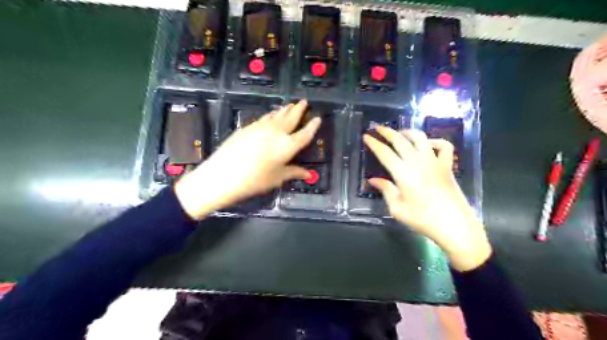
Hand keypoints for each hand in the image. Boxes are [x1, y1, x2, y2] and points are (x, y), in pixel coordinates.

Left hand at [175, 98, 318, 220]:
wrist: (223, 175)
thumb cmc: (255, 180)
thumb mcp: (277, 178)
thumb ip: (294, 172)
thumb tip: (309, 174)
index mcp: (287, 146)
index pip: (305, 134)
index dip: (313, 126)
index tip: (318, 118)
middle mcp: (277, 132)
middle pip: (291, 117)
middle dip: (299, 109)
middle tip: (304, 102)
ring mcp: (261, 127)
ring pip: (277, 115)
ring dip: (285, 109)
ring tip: (290, 105)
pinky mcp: (248, 127)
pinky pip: (265, 118)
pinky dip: (271, 115)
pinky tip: (271, 116)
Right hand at [362, 126, 488, 272]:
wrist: (454, 226)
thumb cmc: (422, 219)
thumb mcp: (397, 208)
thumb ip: (385, 190)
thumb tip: (372, 180)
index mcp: (403, 173)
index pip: (384, 152)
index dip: (374, 143)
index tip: (366, 136)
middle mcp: (418, 162)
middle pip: (400, 140)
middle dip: (386, 132)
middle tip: (377, 127)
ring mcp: (434, 161)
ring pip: (420, 138)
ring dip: (407, 132)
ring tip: (399, 132)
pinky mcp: (447, 166)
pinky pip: (443, 146)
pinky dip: (435, 141)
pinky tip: (427, 145)